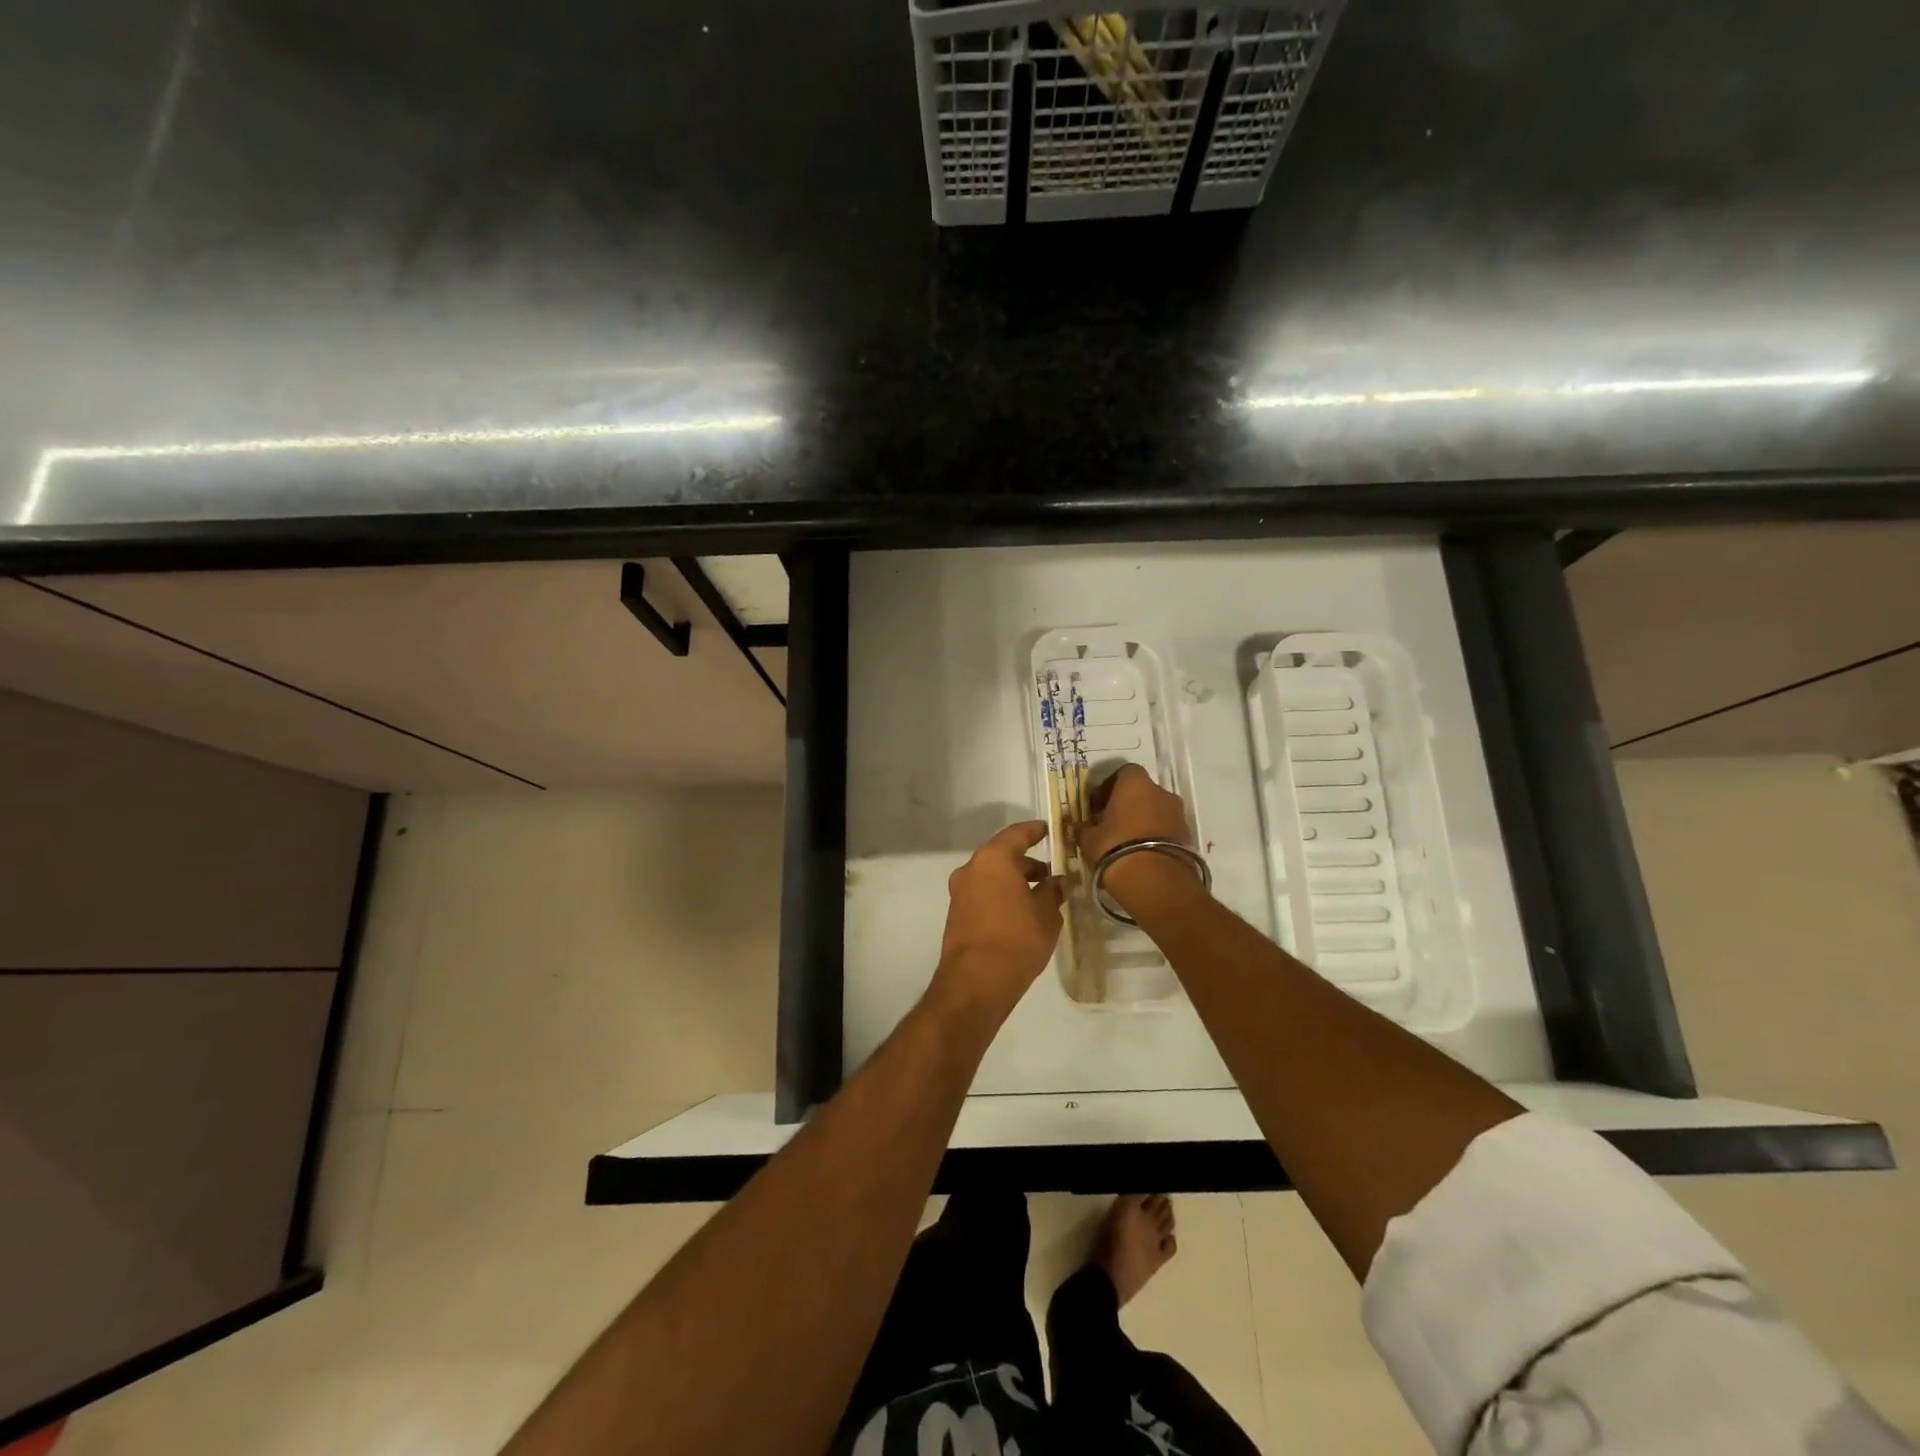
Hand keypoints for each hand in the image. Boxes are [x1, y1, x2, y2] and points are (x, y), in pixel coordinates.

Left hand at [929, 821, 1064, 1021]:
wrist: (975, 982)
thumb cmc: (1017, 939)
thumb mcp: (1046, 914)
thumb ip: (1052, 891)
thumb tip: (1057, 881)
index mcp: (994, 859)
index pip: (1016, 834)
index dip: (1034, 831)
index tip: (1047, 831)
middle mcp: (972, 868)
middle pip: (1001, 855)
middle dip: (1025, 862)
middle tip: (1049, 873)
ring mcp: (960, 891)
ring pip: (991, 876)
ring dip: (1013, 880)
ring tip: (1038, 896)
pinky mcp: (956, 913)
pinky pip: (982, 893)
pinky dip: (1000, 895)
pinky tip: (1019, 912)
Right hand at [1078, 765, 1205, 915]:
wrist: (1156, 881)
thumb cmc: (1115, 848)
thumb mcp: (1089, 840)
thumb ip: (1083, 828)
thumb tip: (1079, 825)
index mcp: (1135, 784)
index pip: (1123, 773)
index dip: (1109, 787)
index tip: (1097, 806)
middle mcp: (1161, 792)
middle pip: (1142, 792)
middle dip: (1127, 805)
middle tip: (1111, 825)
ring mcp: (1178, 814)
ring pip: (1156, 811)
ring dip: (1142, 822)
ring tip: (1126, 844)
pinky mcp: (1188, 836)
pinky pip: (1166, 830)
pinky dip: (1154, 838)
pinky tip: (1141, 856)